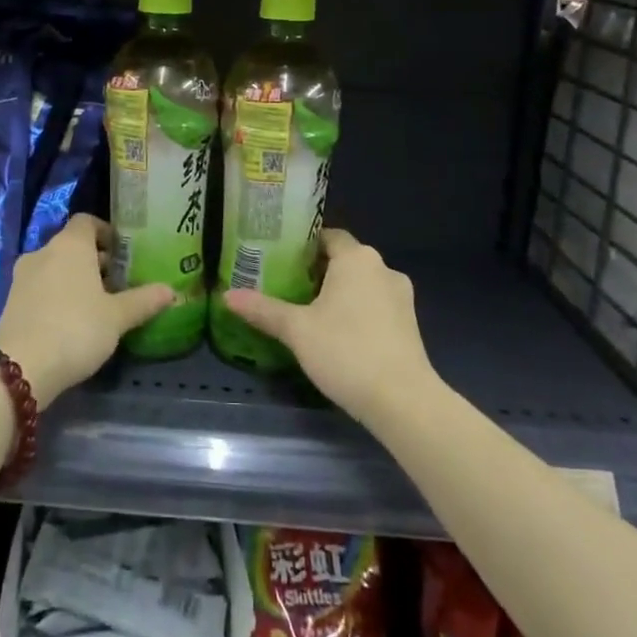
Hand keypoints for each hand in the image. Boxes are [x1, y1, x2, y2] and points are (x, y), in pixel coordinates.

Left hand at [0, 215, 171, 408]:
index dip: (106, 232)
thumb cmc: (76, 329)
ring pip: (55, 266)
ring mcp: (22, 275)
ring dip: (74, 278)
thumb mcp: (117, 317)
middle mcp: (43, 251)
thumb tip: (170, 290)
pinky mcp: (10, 300)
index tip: (122, 253)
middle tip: (117, 283)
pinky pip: (40, 286)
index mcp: (70, 245)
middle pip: (72, 245)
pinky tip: (71, 320)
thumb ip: (143, 301)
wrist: (20, 368)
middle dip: (94, 260)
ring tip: (96, 304)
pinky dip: (56, 293)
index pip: (87, 221)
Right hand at [220, 229, 437, 426]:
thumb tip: (227, 295)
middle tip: (286, 285)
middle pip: (345, 259)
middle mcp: (383, 268)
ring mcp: (401, 296)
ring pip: (362, 283)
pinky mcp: (409, 323)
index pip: (328, 236)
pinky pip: (376, 304)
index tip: (279, 258)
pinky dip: (357, 310)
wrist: (403, 401)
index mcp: (357, 258)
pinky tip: (338, 333)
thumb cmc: (346, 351)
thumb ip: (263, 309)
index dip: (303, 245)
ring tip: (308, 310)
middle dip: (318, 270)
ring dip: (339, 292)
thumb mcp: (297, 330)